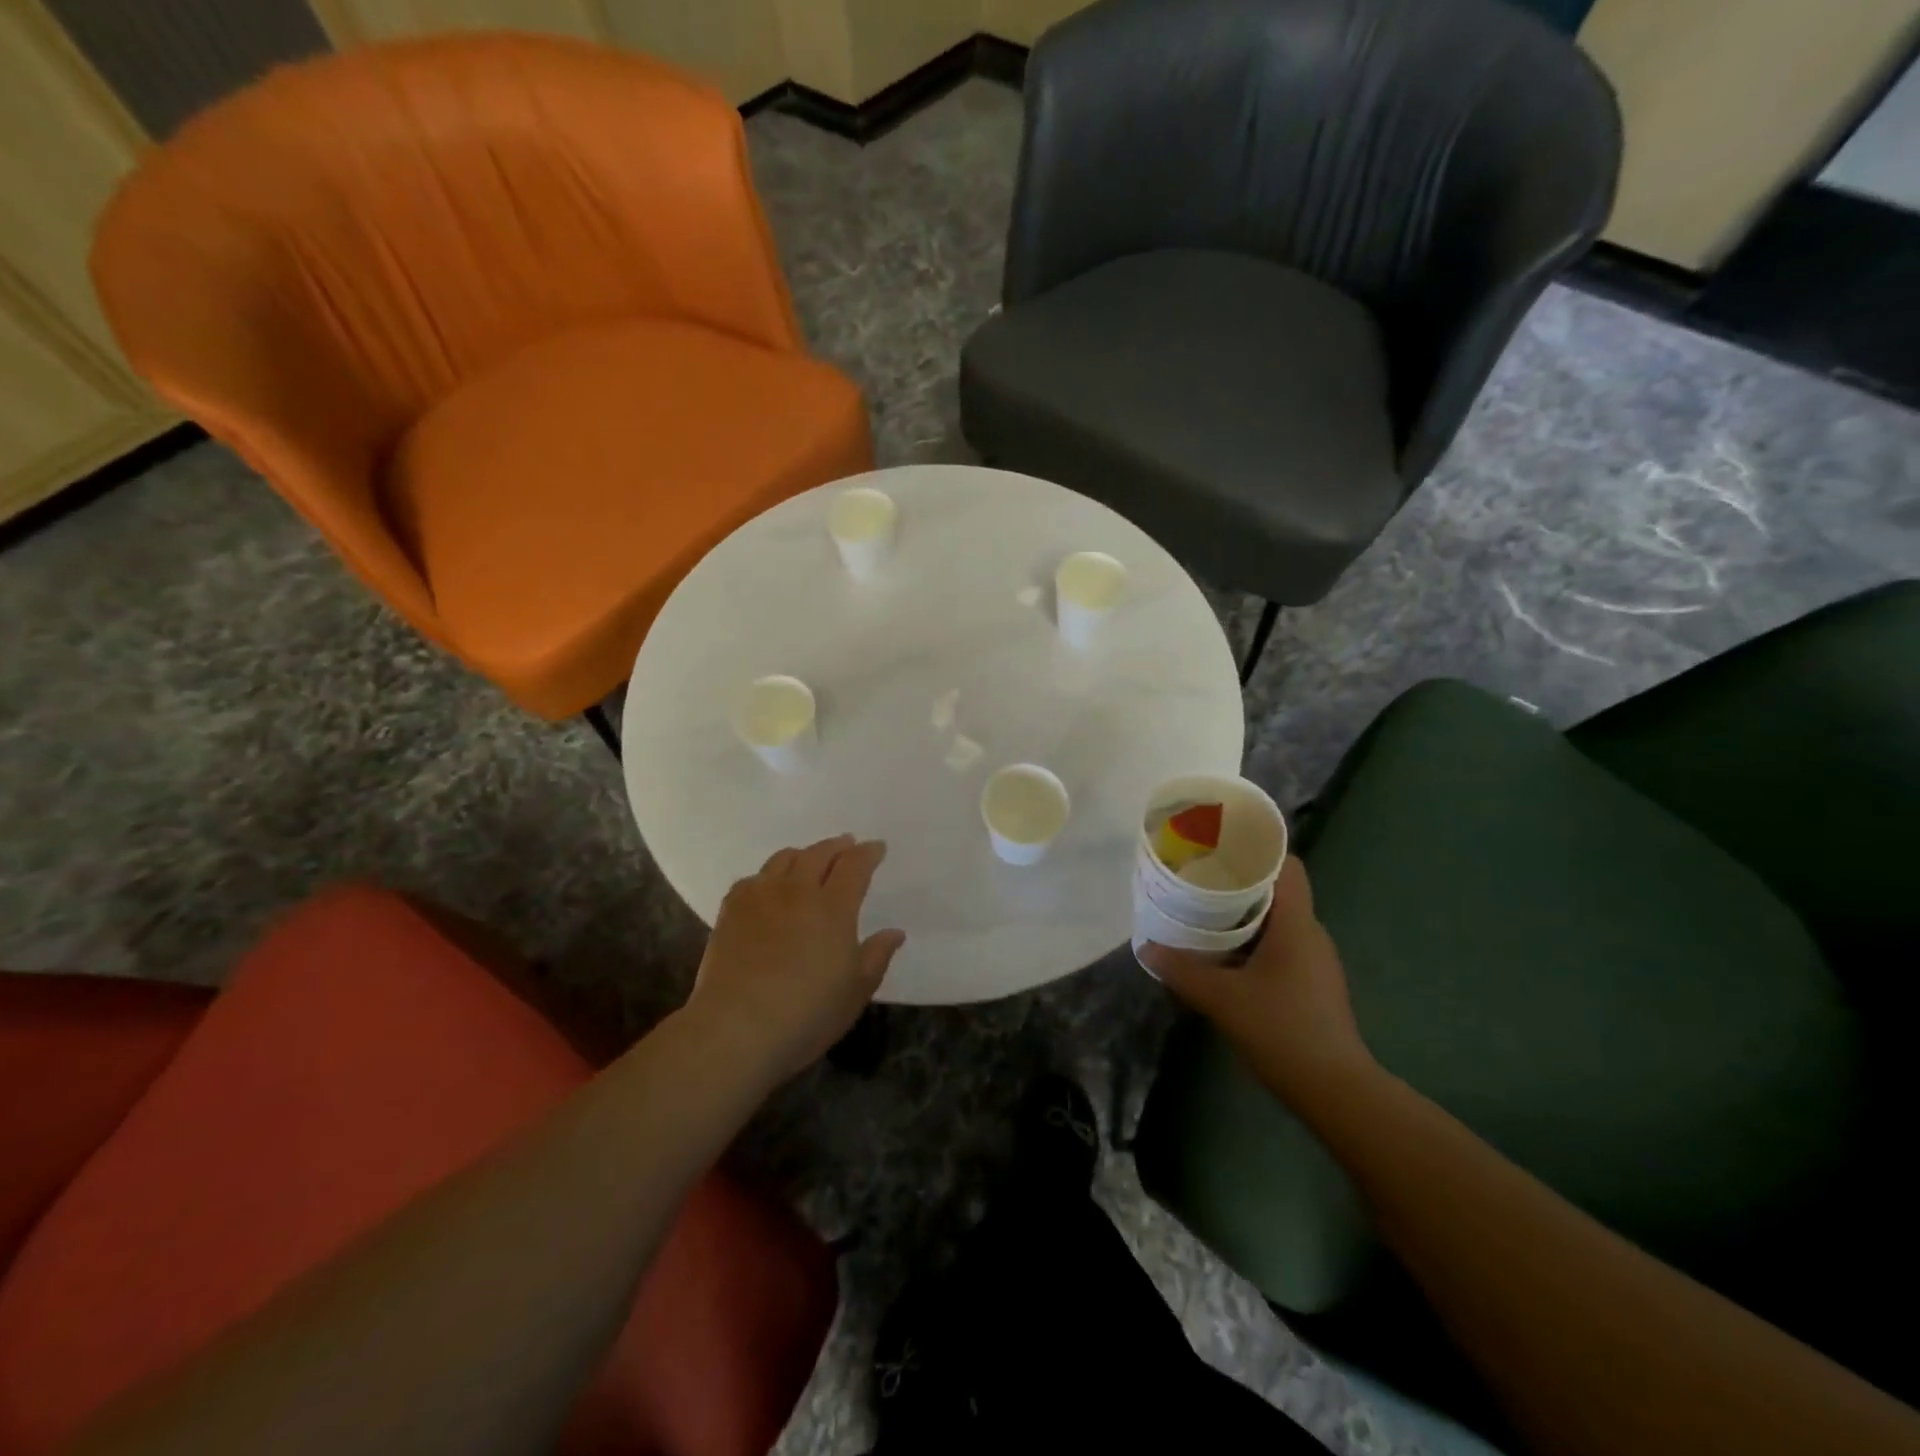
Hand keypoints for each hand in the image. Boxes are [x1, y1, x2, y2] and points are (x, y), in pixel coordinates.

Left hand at [687, 835, 905, 1082]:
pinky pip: (753, 879)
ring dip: (803, 854)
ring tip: (809, 859)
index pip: (855, 865)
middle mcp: (798, 891)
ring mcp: (760, 898)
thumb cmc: (807, 1014)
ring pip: (784, 859)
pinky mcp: (730, 911)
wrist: (736, 1029)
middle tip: (847, 845)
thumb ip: (876, 956)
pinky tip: (768, 887)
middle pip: (819, 854)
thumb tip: (895, 932)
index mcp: (834, 907)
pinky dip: (768, 875)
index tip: (877, 848)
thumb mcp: (856, 991)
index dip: (868, 853)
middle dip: (837, 846)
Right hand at [1139, 858, 1374, 1107]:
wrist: (1336, 1091)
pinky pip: (1280, 947)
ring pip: (1277, 922)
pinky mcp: (1313, 986)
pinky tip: (1224, 958)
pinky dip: (1252, 943)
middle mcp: (1312, 935)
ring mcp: (1316, 962)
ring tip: (1204, 916)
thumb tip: (1146, 948)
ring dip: (1244, 917)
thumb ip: (1181, 970)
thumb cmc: (1282, 1030)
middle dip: (1238, 884)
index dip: (1256, 850)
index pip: (1286, 866)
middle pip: (1277, 892)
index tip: (1219, 847)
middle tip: (1198, 881)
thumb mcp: (1221, 998)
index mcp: (1297, 924)